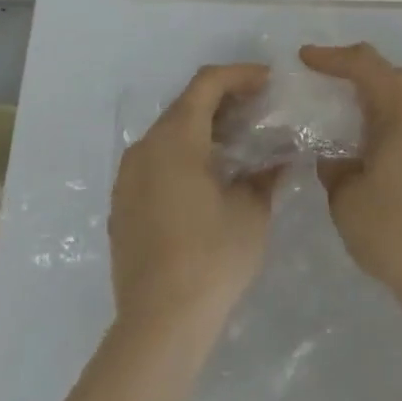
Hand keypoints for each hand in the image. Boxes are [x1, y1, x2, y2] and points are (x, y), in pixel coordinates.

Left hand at [109, 63, 275, 333]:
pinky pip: (156, 162)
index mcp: (176, 138)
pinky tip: (209, 178)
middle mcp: (145, 147)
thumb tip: (279, 159)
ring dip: (204, 128)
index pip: (207, 83)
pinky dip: (184, 155)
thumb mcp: (252, 211)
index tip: (269, 81)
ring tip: (238, 144)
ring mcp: (128, 178)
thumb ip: (266, 174)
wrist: (159, 325)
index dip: (240, 74)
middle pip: (186, 105)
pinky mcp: (123, 206)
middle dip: (224, 100)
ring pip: (169, 133)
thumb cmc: (212, 257)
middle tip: (259, 109)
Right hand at [300, 43, 401, 316]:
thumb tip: (340, 157)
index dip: (331, 57)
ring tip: (373, 140)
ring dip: (394, 114)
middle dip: (364, 88)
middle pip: (395, 81)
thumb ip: (336, 166)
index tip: (306, 58)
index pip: (363, 63)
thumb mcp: (346, 199)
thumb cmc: (397, 233)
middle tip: (338, 106)